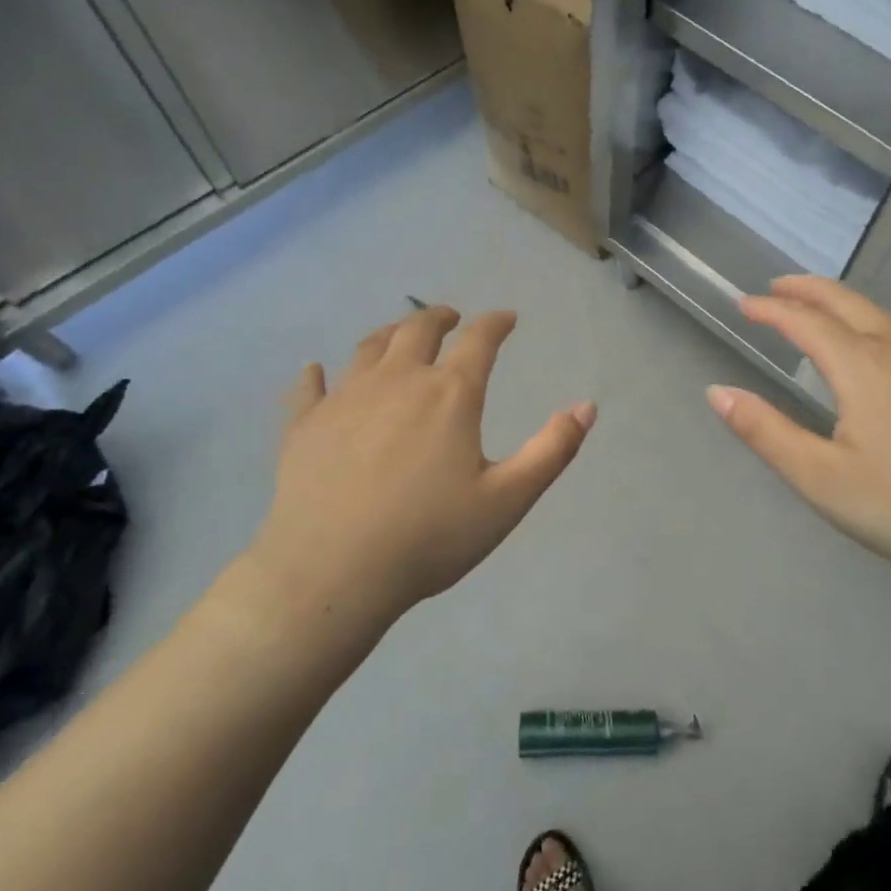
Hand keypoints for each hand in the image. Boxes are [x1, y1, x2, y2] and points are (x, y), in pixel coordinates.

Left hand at [243, 306, 595, 626]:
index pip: (479, 341)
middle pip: (418, 330)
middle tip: (451, 318)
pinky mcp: (303, 426)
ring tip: (399, 335)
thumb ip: (552, 450)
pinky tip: (315, 372)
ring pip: (368, 348)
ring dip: (390, 334)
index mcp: (449, 395)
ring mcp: (344, 399)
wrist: (331, 573)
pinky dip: (315, 375)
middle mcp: (397, 381)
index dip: (496, 323)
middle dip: (440, 318)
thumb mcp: (507, 500)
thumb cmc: (429, 538)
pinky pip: (308, 388)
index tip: (506, 317)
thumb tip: (587, 406)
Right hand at [707, 275, 890, 582]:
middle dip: (806, 289)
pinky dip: (873, 324)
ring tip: (819, 310)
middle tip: (777, 287)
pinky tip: (877, 351)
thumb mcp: (822, 479)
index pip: (805, 321)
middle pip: (845, 302)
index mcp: (862, 366)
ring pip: (880, 314)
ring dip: (841, 304)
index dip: (770, 310)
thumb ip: (766, 433)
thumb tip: (717, 392)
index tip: (744, 304)